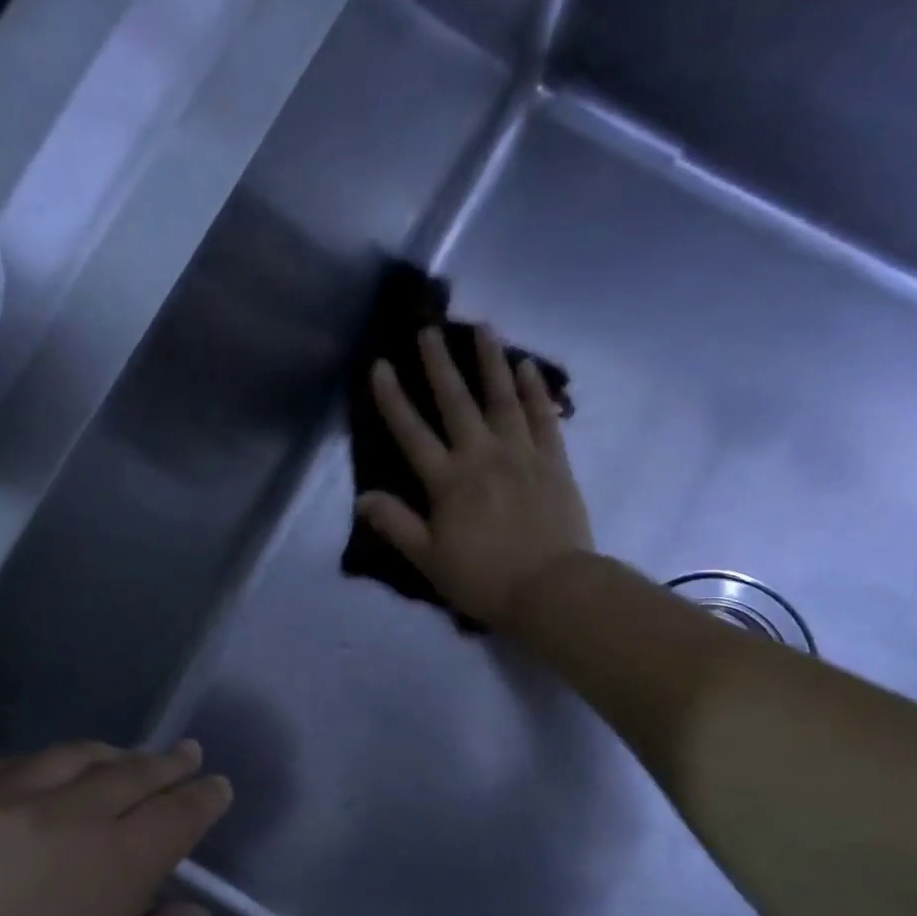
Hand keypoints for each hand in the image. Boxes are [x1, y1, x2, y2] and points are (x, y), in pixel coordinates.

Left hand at [0, 741, 228, 915]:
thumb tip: (190, 911)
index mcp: (113, 867)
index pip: (176, 815)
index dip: (203, 798)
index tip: (218, 787)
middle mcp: (60, 819)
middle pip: (128, 774)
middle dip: (165, 764)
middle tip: (186, 754)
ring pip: (66, 760)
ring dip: (107, 754)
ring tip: (123, 756)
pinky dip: (35, 763)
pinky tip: (34, 772)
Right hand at [358, 324, 592, 626]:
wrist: (551, 588)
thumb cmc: (484, 579)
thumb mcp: (429, 559)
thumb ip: (396, 524)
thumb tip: (362, 497)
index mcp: (448, 481)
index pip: (412, 433)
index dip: (393, 399)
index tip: (380, 365)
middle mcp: (482, 456)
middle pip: (457, 403)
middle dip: (440, 365)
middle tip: (429, 329)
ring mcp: (521, 454)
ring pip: (503, 398)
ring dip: (491, 361)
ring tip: (484, 327)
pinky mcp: (554, 461)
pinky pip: (544, 417)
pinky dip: (535, 390)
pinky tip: (527, 366)